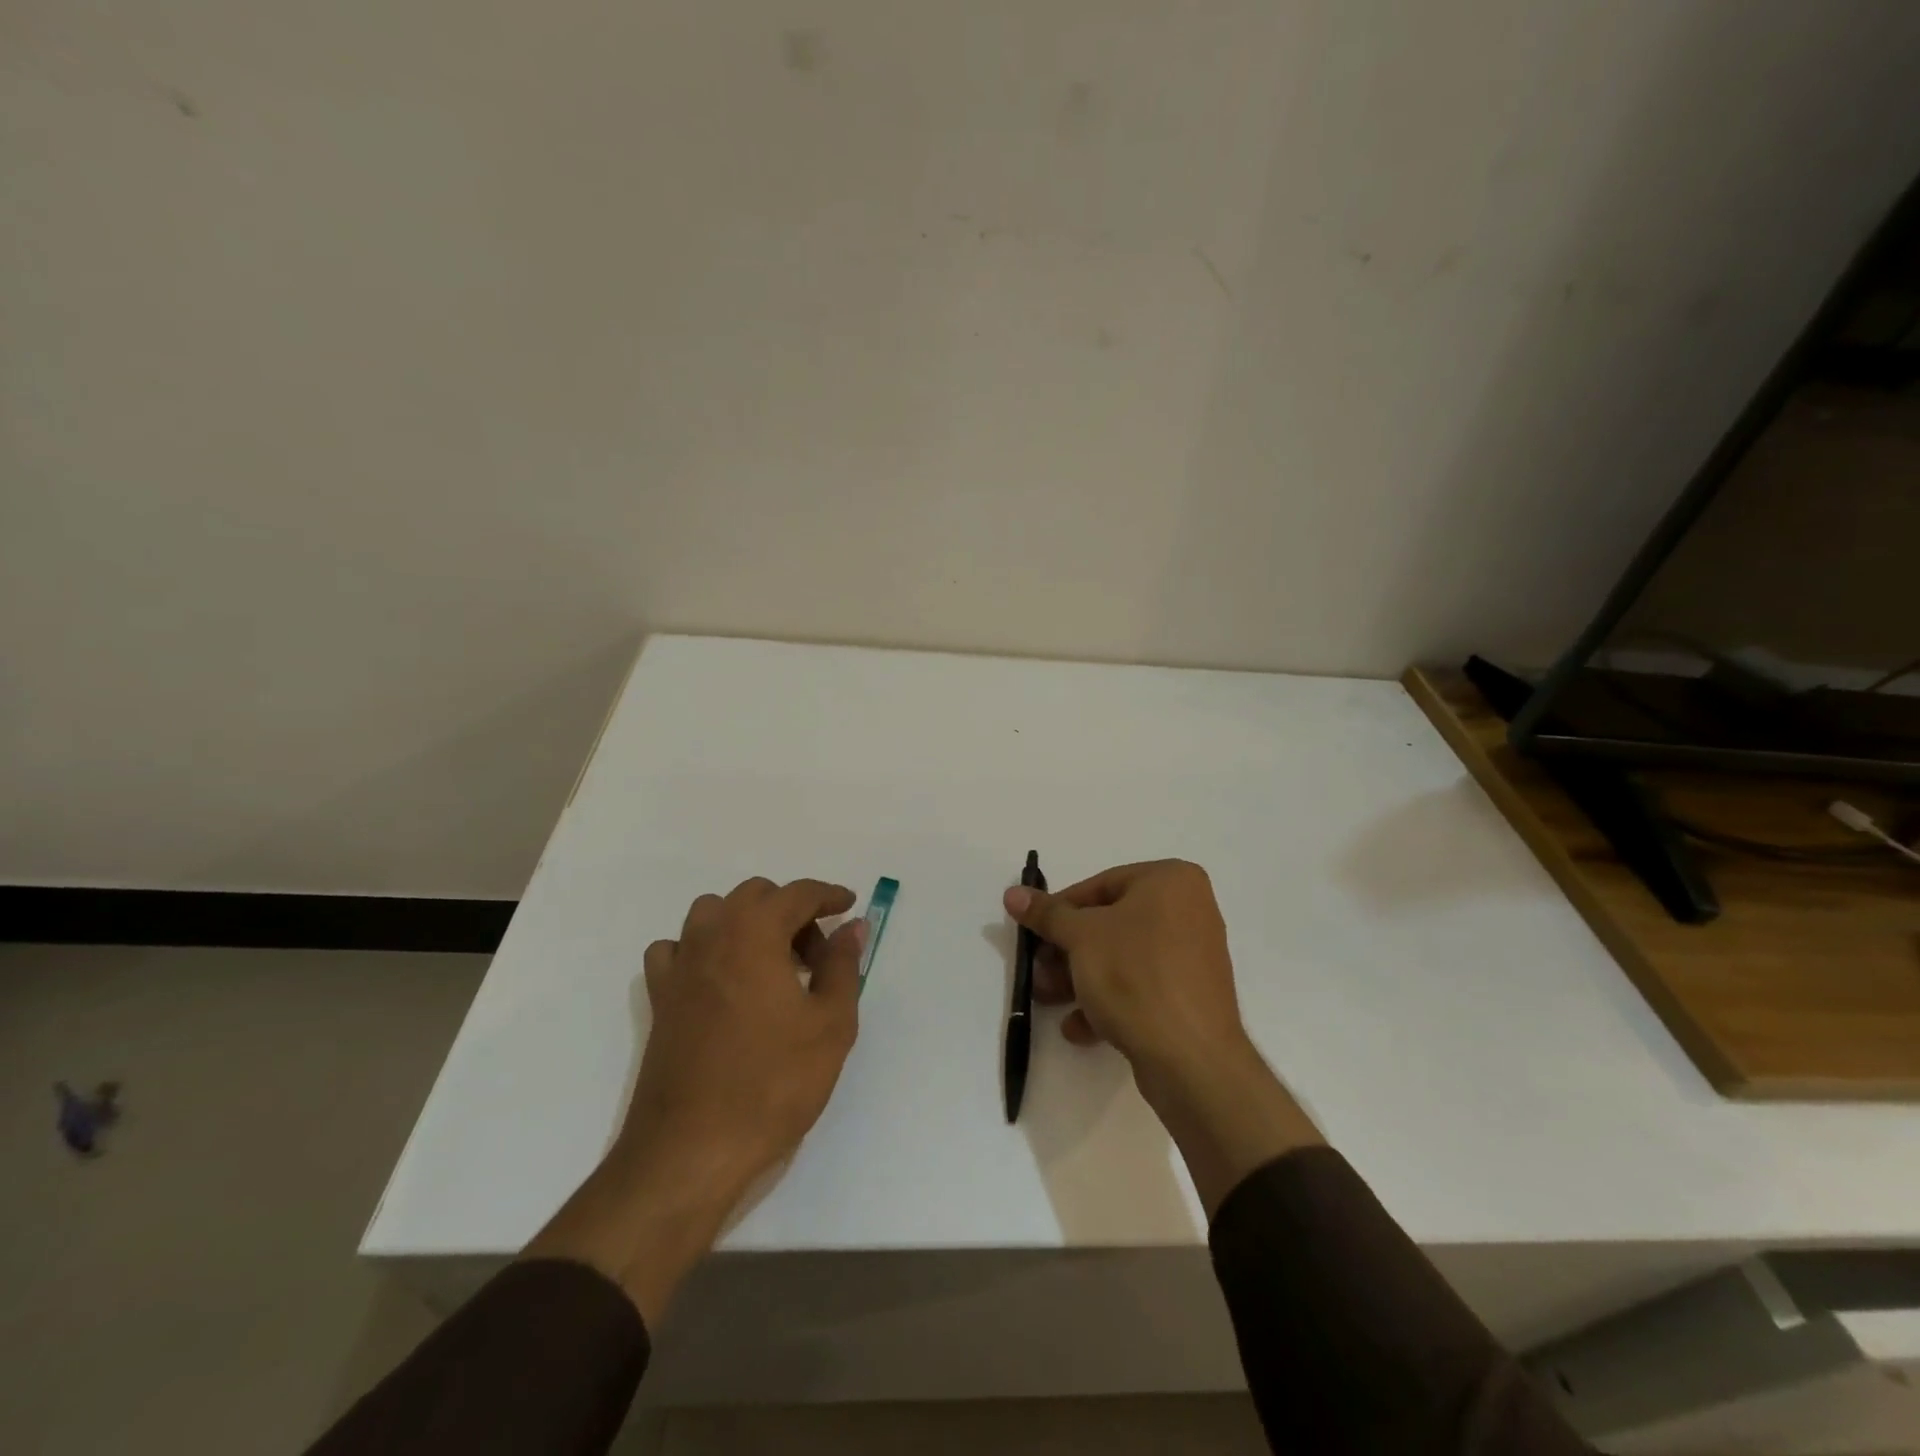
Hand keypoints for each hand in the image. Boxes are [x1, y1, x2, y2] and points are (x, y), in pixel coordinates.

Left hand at [622, 876, 864, 1185]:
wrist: (692, 1150)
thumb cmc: (773, 1083)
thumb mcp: (830, 1024)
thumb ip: (842, 965)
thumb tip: (852, 927)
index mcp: (754, 933)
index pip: (797, 893)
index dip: (828, 895)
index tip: (849, 906)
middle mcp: (712, 936)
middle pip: (755, 896)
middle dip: (791, 912)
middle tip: (817, 955)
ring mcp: (680, 966)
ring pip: (714, 914)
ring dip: (748, 923)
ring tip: (773, 965)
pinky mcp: (660, 999)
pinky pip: (679, 949)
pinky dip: (704, 949)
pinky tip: (721, 981)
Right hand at [1006, 860, 1246, 1090]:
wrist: (1192, 1059)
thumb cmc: (1135, 976)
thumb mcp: (1080, 938)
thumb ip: (1047, 914)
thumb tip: (1013, 894)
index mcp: (1171, 881)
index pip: (1100, 885)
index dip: (1060, 911)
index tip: (1034, 935)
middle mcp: (1189, 910)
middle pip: (1110, 924)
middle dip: (1068, 951)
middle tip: (1038, 972)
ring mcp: (1192, 956)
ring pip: (1122, 958)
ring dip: (1080, 978)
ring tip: (1049, 1000)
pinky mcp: (1190, 996)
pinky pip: (1142, 987)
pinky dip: (1109, 1001)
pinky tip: (1079, 1028)